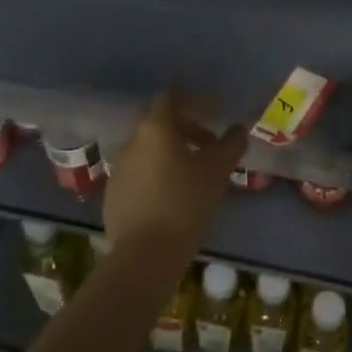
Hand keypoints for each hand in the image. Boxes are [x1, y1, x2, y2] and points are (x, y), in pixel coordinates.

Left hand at [104, 90, 245, 257]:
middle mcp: (132, 141)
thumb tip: (239, 129)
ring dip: (170, 152)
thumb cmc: (185, 202)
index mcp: (155, 128)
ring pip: (147, 149)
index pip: (171, 97)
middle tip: (207, 142)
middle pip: (157, 121)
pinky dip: (156, 174)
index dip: (195, 100)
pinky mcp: (113, 194)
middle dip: (183, 126)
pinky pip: (138, 173)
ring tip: (193, 173)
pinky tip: (172, 196)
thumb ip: (231, 144)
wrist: (145, 254)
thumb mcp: (217, 171)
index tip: (215, 111)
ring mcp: (119, 168)